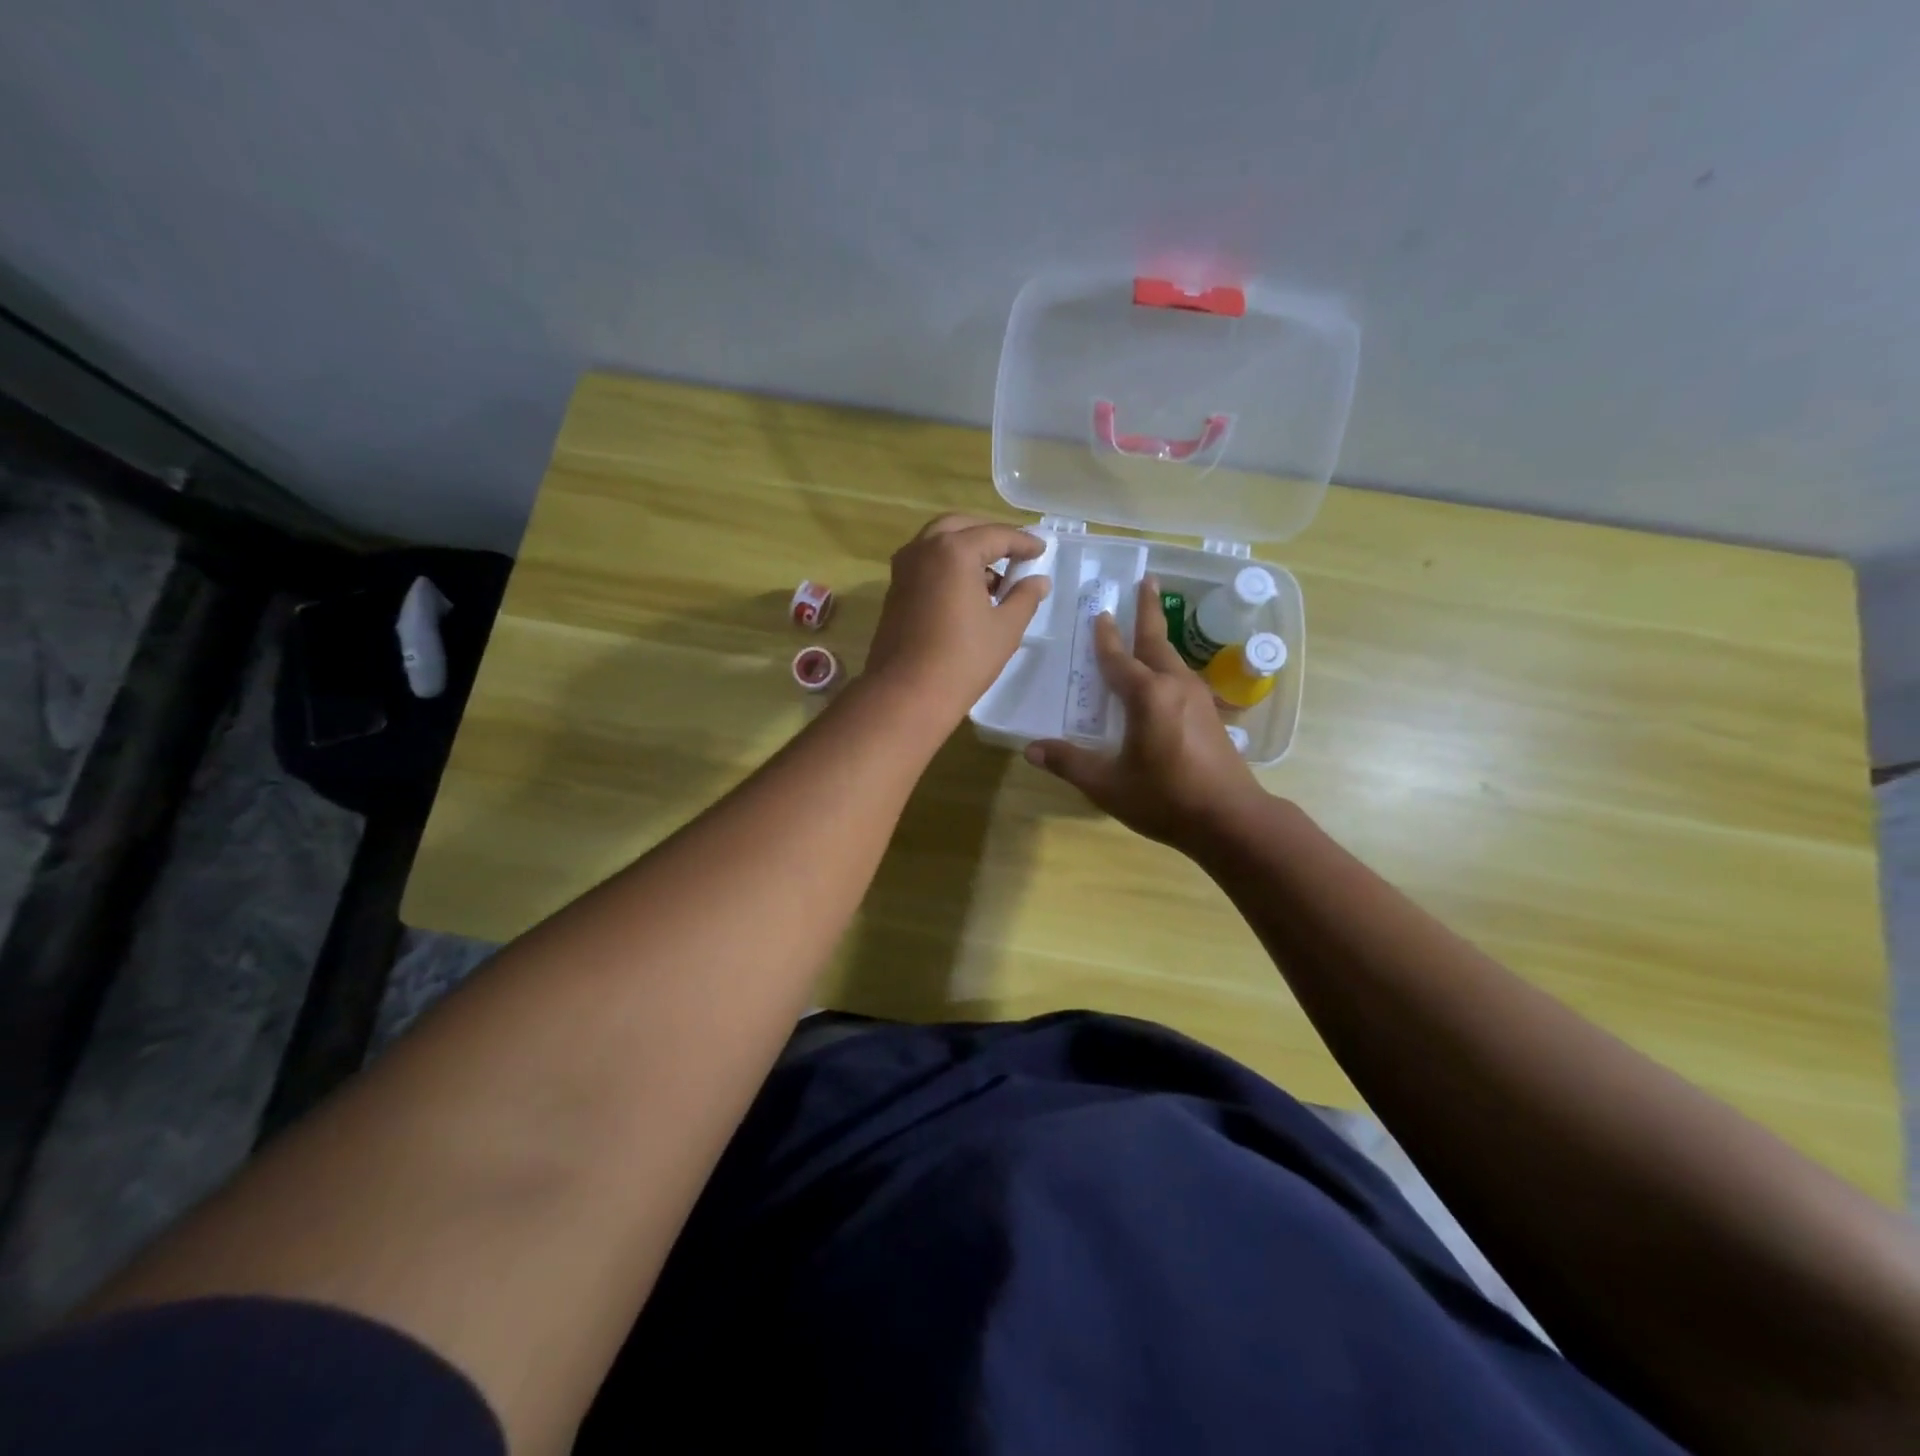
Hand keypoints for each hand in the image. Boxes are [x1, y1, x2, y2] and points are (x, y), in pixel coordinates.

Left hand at [864, 515, 1049, 723]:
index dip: (1023, 542)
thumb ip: (1025, 597)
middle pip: (961, 526)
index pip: (996, 534)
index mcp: (954, 550)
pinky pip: (925, 563)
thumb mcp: (1005, 628)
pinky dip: (947, 565)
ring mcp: (904, 569)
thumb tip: (1038, 580)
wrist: (907, 693)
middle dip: (989, 536)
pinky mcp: (894, 590)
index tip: (1041, 551)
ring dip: (966, 549)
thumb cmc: (963, 659)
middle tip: (1014, 554)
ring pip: (938, 542)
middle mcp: (923, 549)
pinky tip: (966, 592)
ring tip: (993, 579)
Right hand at [1025, 576, 1264, 853]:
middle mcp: (1175, 687)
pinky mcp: (1212, 715)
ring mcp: (1199, 699)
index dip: (1104, 637)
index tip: (1099, 612)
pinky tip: (1165, 678)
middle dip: (1148, 610)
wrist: (1231, 820)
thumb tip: (1031, 750)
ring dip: (1159, 637)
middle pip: (1157, 641)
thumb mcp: (1108, 785)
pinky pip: (1183, 678)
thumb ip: (1070, 763)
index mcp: (1148, 696)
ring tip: (1150, 625)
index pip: (1118, 659)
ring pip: (1173, 658)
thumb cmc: (1166, 799)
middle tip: (1146, 580)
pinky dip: (1168, 665)